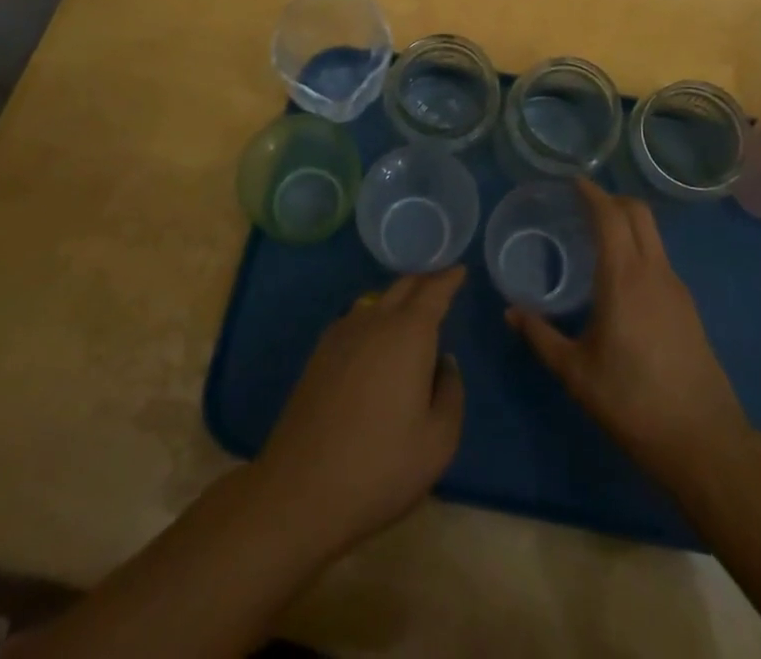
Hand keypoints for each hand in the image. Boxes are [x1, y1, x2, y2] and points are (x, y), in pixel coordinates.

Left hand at [256, 266, 466, 552]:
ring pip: (377, 301)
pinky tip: (376, 341)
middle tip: (441, 284)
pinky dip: (374, 318)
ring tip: (411, 314)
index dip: (449, 278)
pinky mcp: (320, 354)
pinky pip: (355, 319)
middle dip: (424, 281)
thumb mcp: (438, 441)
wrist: (300, 491)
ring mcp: (342, 334)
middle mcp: (375, 321)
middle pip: (403, 286)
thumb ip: (451, 393)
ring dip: (398, 299)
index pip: (434, 290)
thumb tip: (444, 363)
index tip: (460, 269)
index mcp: (409, 333)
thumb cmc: (380, 467)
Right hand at [507, 179, 750, 489]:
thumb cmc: (632, 401)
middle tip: (583, 204)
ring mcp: (677, 288)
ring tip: (598, 236)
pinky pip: (660, 259)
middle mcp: (654, 271)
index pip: (611, 216)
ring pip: (653, 235)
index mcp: (624, 277)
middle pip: (639, 213)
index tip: (573, 182)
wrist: (703, 440)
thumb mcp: (576, 372)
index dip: (592, 194)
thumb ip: (541, 336)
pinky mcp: (688, 307)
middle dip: (612, 199)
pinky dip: (639, 248)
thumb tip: (511, 312)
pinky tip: (621, 276)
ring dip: (628, 222)